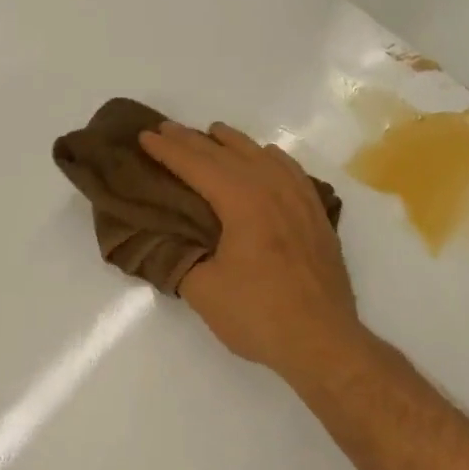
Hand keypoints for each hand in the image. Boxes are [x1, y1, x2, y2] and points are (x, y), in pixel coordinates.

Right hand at [138, 121, 360, 379]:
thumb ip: (182, 259)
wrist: (322, 341)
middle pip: (229, 155)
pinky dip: (272, 160)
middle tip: (167, 129)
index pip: (199, 167)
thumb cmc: (259, 315)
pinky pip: (292, 173)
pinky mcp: (317, 219)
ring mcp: (301, 202)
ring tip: (215, 133)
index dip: (169, 151)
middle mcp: (274, 191)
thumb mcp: (204, 291)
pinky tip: (269, 159)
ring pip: (264, 158)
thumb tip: (171, 243)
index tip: (146, 136)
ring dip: (235, 143)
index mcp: (244, 203)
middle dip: (194, 141)